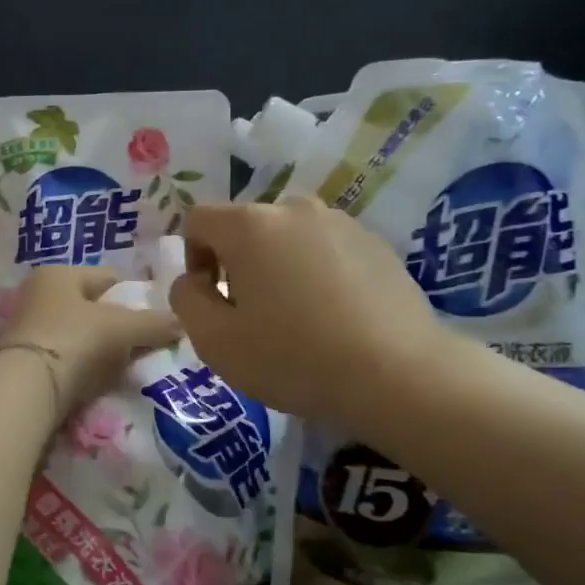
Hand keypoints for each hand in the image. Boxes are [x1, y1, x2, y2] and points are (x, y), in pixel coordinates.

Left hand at [0, 266, 182, 414]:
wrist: (26, 389)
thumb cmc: (75, 341)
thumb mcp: (122, 328)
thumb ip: (154, 323)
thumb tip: (182, 323)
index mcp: (58, 273)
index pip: (108, 277)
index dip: (134, 296)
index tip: (154, 319)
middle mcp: (37, 294)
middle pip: (91, 307)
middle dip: (116, 325)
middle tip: (141, 346)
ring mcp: (26, 328)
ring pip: (77, 334)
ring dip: (98, 348)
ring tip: (121, 367)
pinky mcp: (22, 361)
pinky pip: (64, 357)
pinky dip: (80, 366)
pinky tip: (95, 381)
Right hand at [167, 196, 457, 430]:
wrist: (398, 375)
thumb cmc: (293, 358)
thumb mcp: (215, 341)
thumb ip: (186, 300)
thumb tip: (193, 281)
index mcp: (250, 225)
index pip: (199, 220)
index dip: (192, 259)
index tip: (211, 301)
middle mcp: (295, 209)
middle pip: (246, 228)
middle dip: (237, 266)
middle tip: (252, 317)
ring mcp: (342, 223)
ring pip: (288, 240)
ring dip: (278, 269)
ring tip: (297, 320)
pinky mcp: (377, 244)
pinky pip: (326, 251)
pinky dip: (317, 275)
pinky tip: (334, 319)